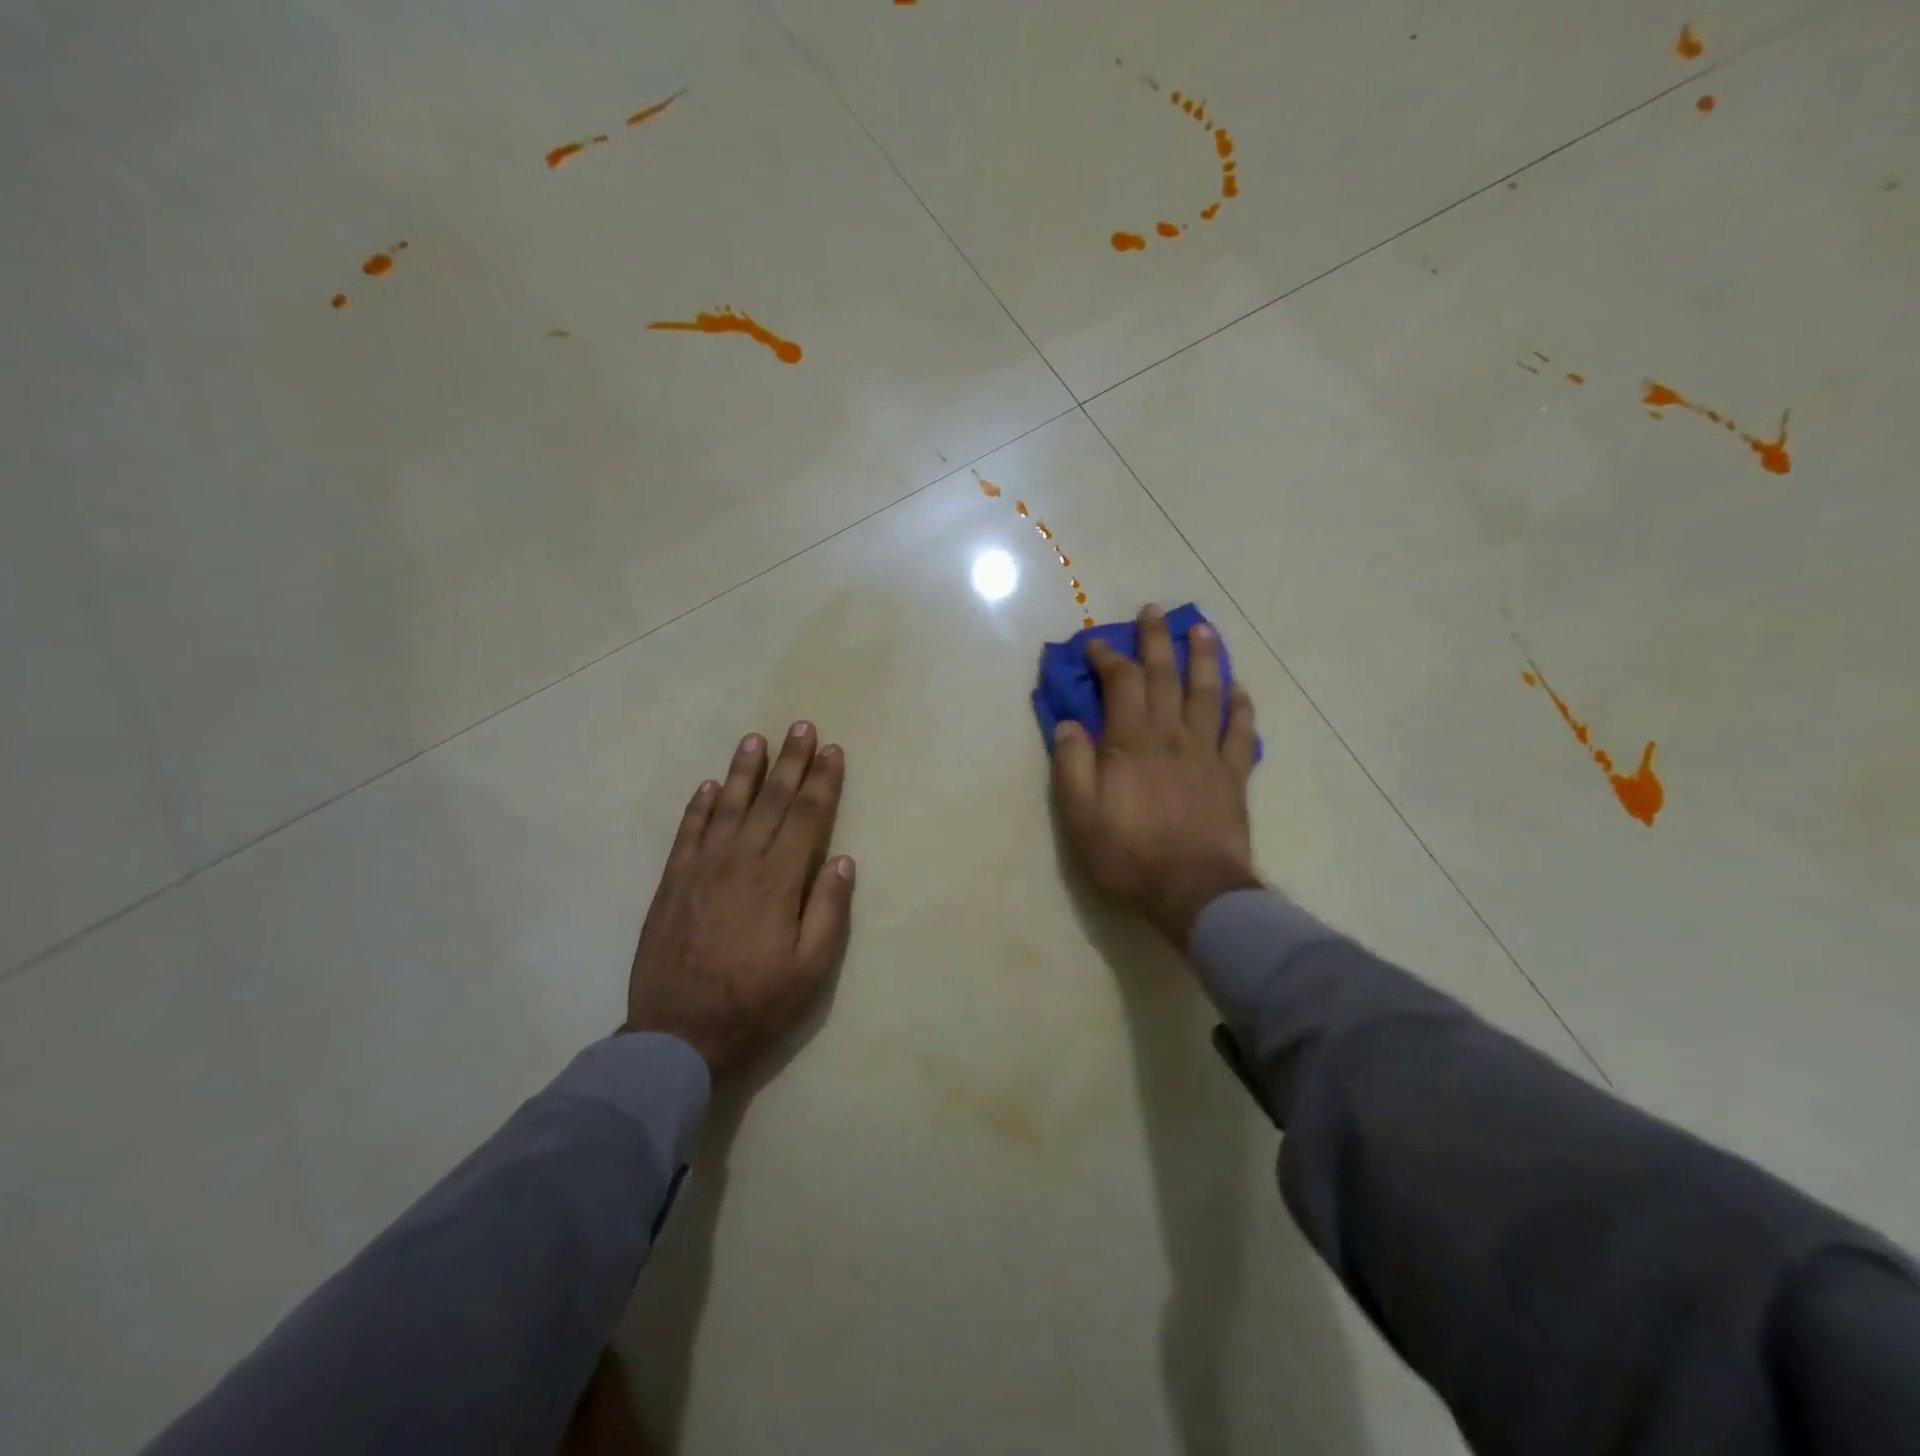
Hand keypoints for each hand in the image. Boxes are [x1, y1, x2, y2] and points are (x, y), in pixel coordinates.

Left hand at [624, 724, 854, 1075]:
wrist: (676, 1035)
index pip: (806, 817)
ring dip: (745, 771)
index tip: (832, 750)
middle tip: (802, 726)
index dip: (822, 782)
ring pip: (728, 807)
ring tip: (756, 739)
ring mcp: (701, 869)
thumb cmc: (755, 1004)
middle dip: (790, 762)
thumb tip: (842, 860)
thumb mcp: (810, 970)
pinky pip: (688, 832)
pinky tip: (710, 785)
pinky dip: (700, 806)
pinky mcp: (672, 883)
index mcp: (777, 881)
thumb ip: (828, 911)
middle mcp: (739, 862)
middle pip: (771, 801)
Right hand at [1051, 605, 1261, 944]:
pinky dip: (1241, 706)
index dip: (1108, 658)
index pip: (1122, 684)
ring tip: (1203, 629)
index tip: (1096, 643)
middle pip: (1165, 676)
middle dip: (1156, 641)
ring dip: (1204, 657)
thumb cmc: (1129, 853)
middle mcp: (1171, 735)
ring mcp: (1207, 752)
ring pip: (1207, 693)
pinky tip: (1239, 689)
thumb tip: (1069, 724)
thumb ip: (1072, 764)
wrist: (1193, 890)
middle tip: (1153, 611)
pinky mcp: (1233, 775)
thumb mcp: (1079, 814)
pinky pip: (1240, 731)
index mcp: (1132, 741)